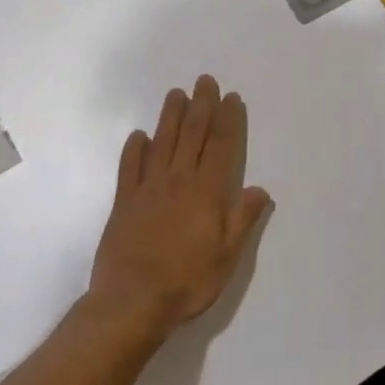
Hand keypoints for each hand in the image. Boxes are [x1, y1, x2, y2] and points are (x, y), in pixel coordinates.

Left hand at [87, 75, 272, 336]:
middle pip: (192, 135)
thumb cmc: (187, 281)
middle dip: (201, 106)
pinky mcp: (124, 202)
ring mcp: (148, 189)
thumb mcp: (228, 256)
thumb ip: (243, 219)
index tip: (231, 97)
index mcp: (208, 191)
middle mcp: (179, 181)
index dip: (228, 119)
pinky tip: (138, 136)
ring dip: (171, 116)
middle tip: (205, 81)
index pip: (222, 146)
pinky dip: (134, 149)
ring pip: (162, 143)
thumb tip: (260, 189)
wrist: (132, 303)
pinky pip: (130, 168)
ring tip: (177, 94)